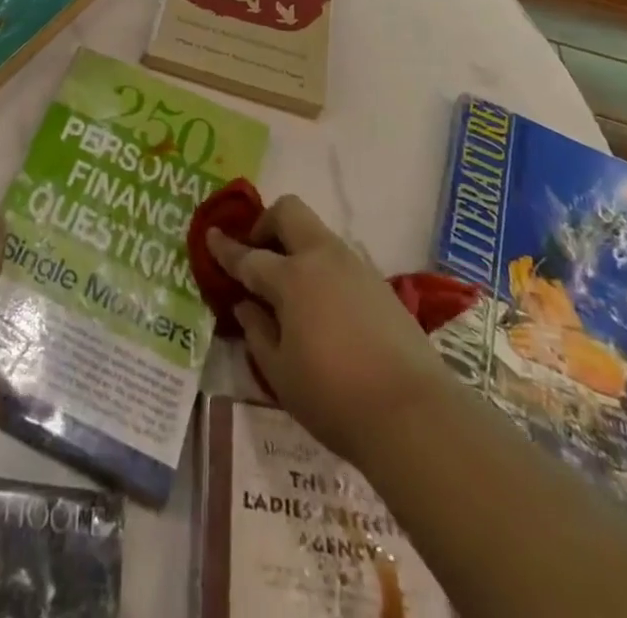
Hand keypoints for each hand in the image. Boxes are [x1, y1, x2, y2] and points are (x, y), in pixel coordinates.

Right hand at [209, 196, 445, 468]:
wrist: (415, 414)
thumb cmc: (334, 397)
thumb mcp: (280, 374)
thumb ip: (257, 332)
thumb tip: (246, 305)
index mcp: (291, 278)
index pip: (249, 256)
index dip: (226, 247)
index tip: (211, 235)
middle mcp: (322, 258)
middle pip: (288, 212)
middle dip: (266, 224)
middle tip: (257, 256)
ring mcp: (355, 266)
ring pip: (317, 233)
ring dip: (295, 246)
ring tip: (290, 289)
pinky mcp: (380, 284)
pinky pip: (339, 259)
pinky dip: (321, 268)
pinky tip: (322, 307)